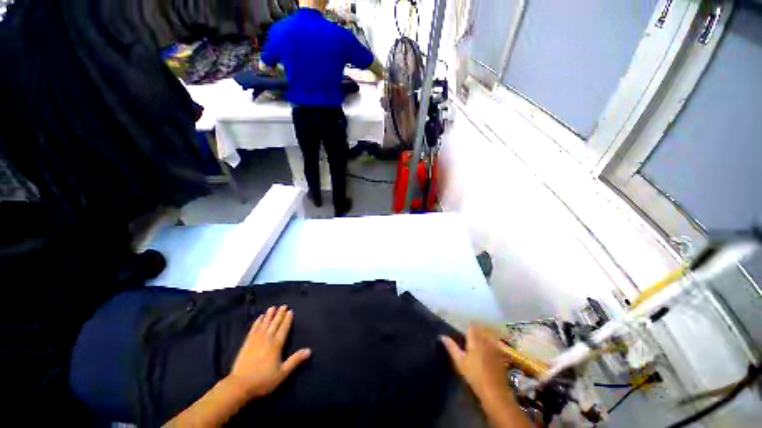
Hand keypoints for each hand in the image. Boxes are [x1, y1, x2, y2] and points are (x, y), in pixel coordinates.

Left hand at [227, 305, 310, 399]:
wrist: (239, 385)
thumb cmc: (263, 380)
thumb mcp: (282, 373)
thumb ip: (295, 360)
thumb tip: (309, 350)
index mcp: (276, 345)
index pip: (283, 328)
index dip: (287, 319)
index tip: (290, 311)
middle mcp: (267, 339)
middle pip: (274, 324)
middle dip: (280, 314)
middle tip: (283, 305)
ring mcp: (256, 340)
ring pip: (264, 324)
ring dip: (269, 315)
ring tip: (273, 307)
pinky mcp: (247, 343)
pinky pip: (253, 329)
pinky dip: (257, 322)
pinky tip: (259, 317)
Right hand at [441, 325, 510, 401]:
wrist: (494, 391)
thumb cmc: (474, 375)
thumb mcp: (460, 362)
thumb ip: (452, 347)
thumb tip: (442, 336)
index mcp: (475, 340)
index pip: (472, 326)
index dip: (468, 326)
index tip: (463, 329)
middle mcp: (485, 340)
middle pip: (480, 330)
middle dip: (475, 331)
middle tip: (469, 337)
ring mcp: (494, 348)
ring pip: (488, 336)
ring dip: (483, 337)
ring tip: (477, 343)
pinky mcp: (500, 356)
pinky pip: (495, 345)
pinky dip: (490, 345)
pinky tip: (487, 353)